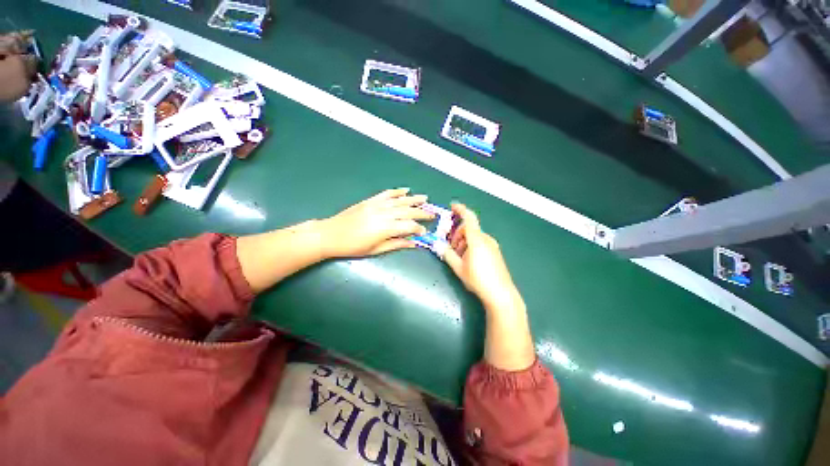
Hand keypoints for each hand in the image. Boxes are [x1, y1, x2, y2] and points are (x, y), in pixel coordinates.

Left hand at [319, 188, 433, 257]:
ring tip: (425, 198)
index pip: (409, 226)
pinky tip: (406, 190)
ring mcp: (377, 205)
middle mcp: (384, 214)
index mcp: (386, 228)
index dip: (418, 229)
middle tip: (432, 214)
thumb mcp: (375, 250)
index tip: (424, 232)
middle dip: (421, 212)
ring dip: (414, 199)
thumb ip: (396, 244)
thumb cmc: (353, 247)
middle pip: (408, 211)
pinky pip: (386, 194)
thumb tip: (413, 243)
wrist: (330, 234)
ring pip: (400, 201)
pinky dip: (397, 191)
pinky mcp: (370, 200)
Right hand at [443, 203, 522, 313]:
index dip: (460, 210)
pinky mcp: (495, 252)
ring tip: (459, 256)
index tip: (452, 206)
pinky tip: (469, 259)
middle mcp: (486, 239)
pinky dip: (471, 245)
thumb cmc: (478, 279)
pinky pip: (481, 242)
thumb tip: (438, 246)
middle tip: (451, 247)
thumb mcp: (458, 267)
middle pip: (469, 228)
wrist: (500, 294)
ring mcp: (492, 245)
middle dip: (457, 234)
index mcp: (477, 240)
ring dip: (464, 241)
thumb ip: (447, 254)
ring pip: (474, 236)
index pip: (469, 218)